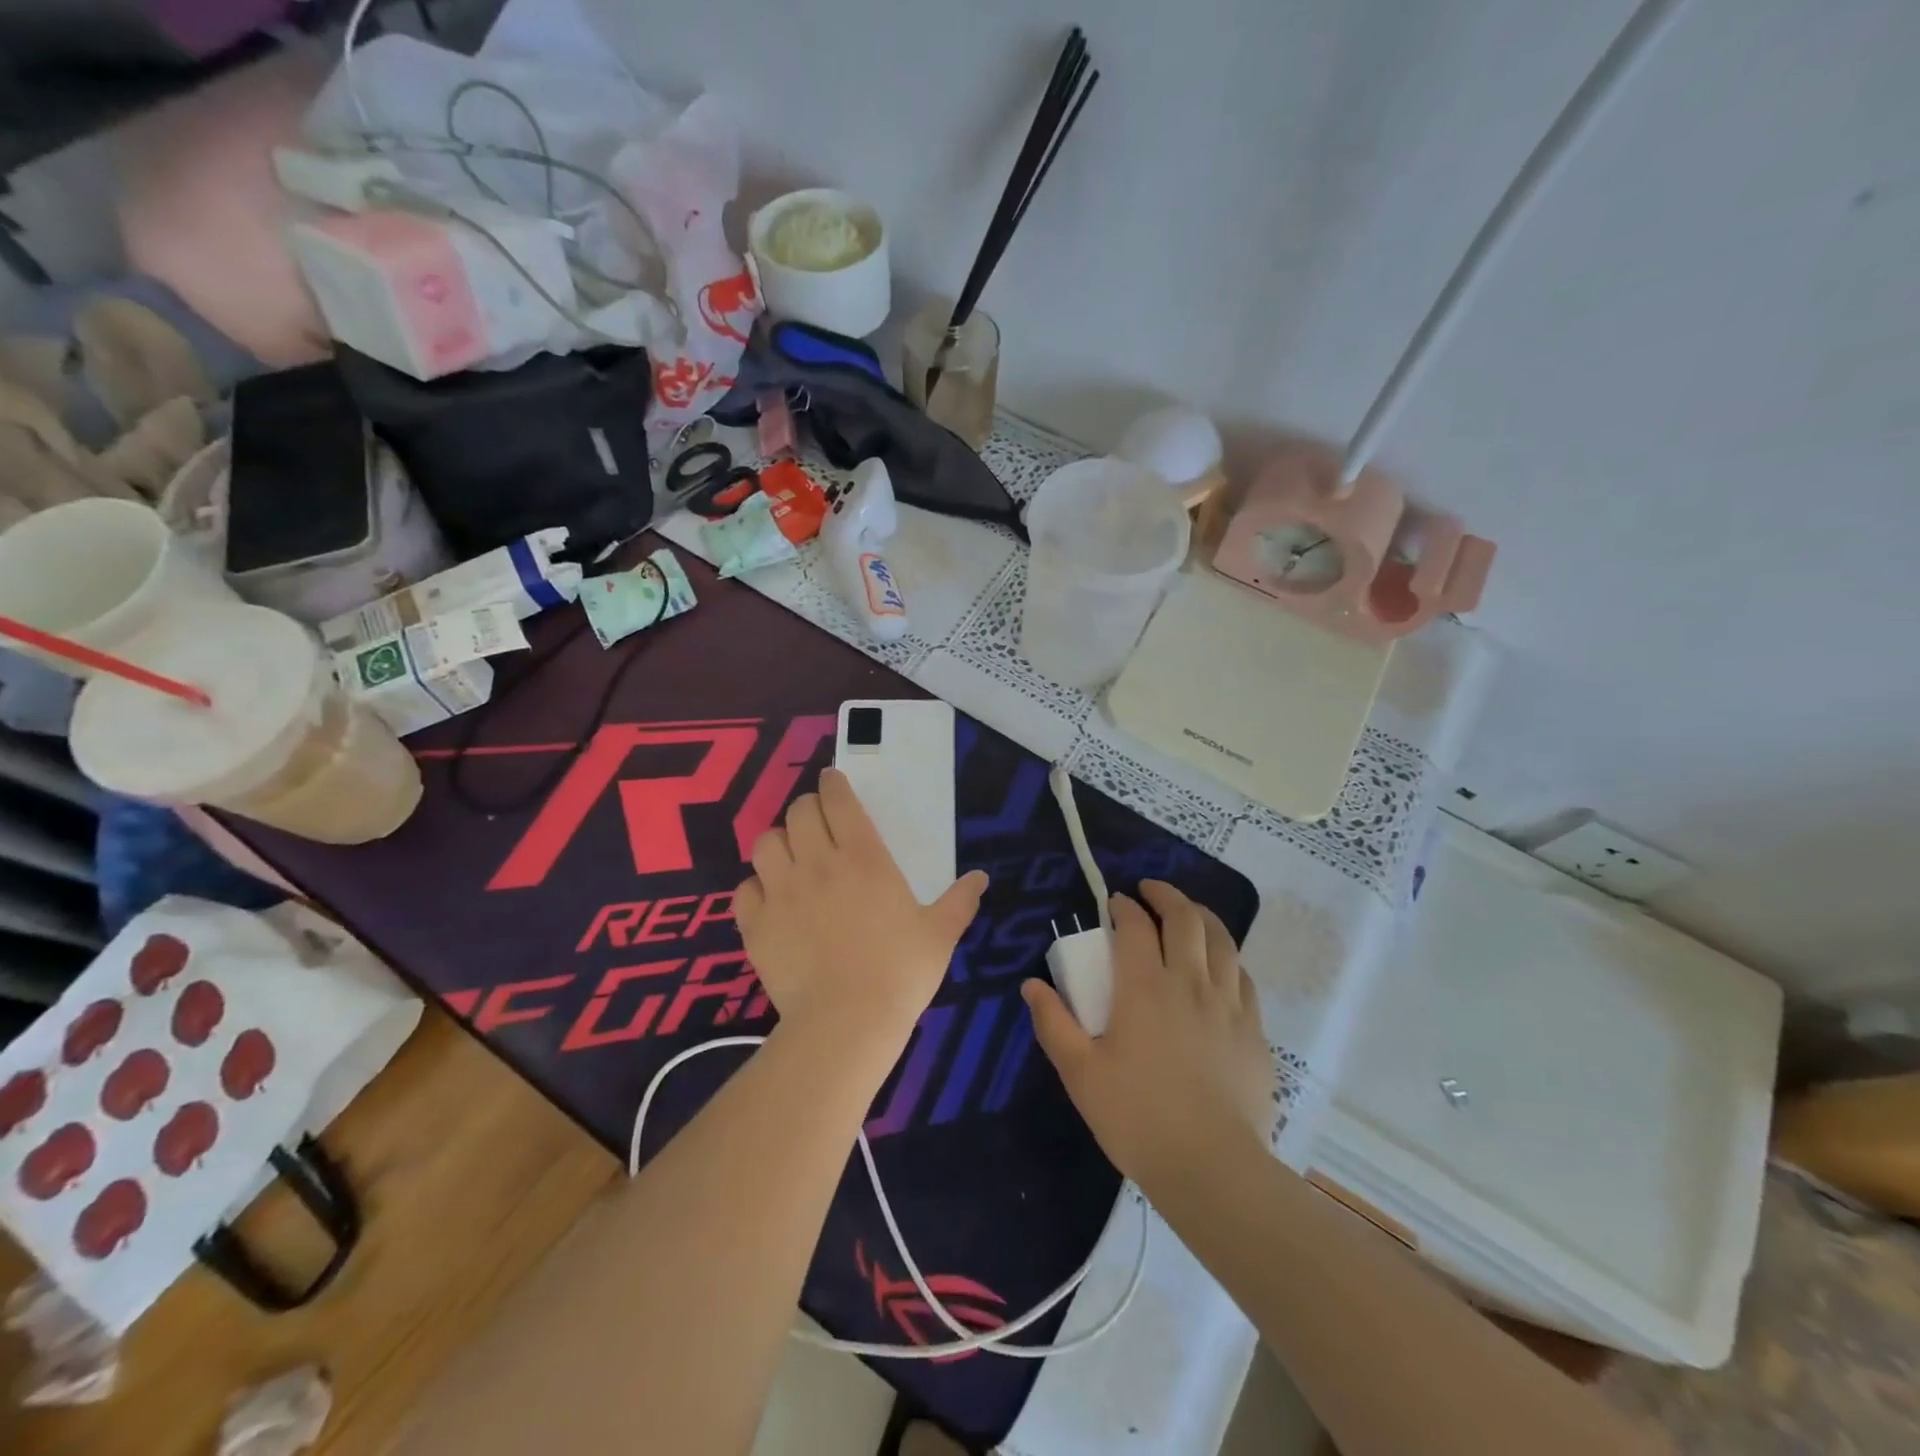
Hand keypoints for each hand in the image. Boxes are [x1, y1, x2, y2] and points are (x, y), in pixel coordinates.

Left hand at [736, 768, 987, 1053]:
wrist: (847, 1024)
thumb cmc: (900, 973)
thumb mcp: (940, 934)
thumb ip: (960, 901)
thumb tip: (980, 878)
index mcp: (863, 857)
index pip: (838, 800)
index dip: (833, 784)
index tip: (833, 782)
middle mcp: (817, 864)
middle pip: (798, 811)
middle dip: (808, 808)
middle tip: (819, 822)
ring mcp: (781, 892)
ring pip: (766, 843)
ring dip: (780, 842)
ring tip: (792, 856)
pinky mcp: (755, 925)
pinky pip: (745, 889)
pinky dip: (756, 888)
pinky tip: (770, 900)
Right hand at [1023, 881, 1275, 1189]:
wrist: (1212, 1168)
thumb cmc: (1137, 1118)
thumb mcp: (1080, 1073)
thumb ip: (1053, 1023)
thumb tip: (1031, 984)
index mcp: (1145, 987)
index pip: (1135, 926)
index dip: (1123, 907)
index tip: (1113, 903)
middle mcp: (1190, 982)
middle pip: (1185, 918)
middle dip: (1166, 895)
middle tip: (1149, 891)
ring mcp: (1228, 1004)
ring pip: (1221, 940)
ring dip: (1202, 916)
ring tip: (1187, 914)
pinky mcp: (1254, 1030)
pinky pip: (1243, 976)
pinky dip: (1227, 958)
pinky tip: (1219, 967)